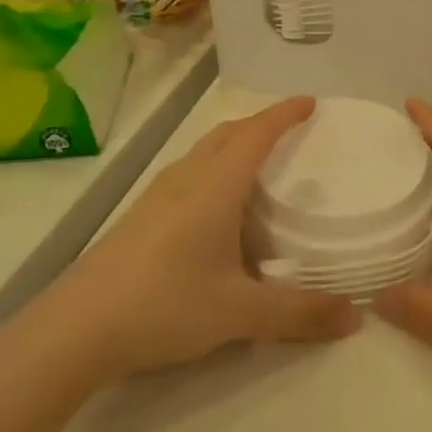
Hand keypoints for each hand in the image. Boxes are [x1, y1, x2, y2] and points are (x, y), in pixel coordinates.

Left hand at [22, 97, 360, 386]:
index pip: (256, 134)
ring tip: (257, 166)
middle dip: (259, 124)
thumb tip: (356, 318)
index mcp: (214, 186)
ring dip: (232, 145)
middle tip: (289, 132)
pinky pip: (186, 175)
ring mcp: (156, 196)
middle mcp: (185, 179)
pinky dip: (212, 170)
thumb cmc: (165, 305)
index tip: (310, 102)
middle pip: (226, 134)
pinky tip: (214, 209)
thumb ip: (300, 314)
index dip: (284, 114)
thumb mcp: (240, 313)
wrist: (76, 329)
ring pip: (202, 153)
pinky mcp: (139, 216)